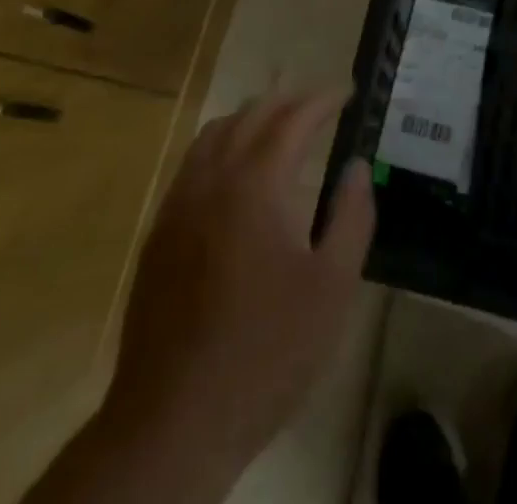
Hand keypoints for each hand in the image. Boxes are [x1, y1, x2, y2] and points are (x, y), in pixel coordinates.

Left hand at [84, 89, 374, 499]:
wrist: (173, 422)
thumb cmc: (266, 352)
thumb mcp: (332, 288)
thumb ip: (352, 217)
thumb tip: (357, 166)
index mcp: (256, 184)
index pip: (293, 119)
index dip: (323, 101)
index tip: (347, 92)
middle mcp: (212, 180)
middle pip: (250, 116)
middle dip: (287, 101)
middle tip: (318, 105)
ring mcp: (178, 205)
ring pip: (214, 135)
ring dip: (250, 118)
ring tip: (278, 126)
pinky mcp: (159, 234)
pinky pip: (192, 165)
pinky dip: (220, 146)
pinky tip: (235, 173)